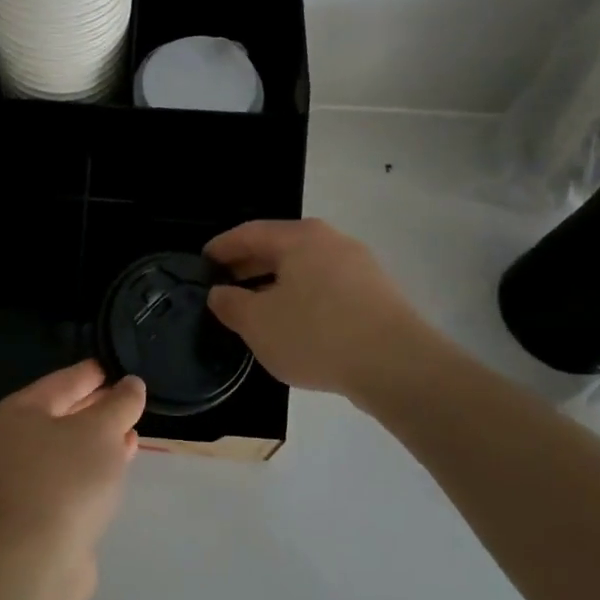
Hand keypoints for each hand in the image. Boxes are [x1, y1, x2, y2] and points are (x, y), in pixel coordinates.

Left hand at [0, 361, 145, 580]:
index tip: (120, 367)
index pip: (63, 380)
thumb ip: (120, 403)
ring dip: (100, 438)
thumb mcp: (101, 430)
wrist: (36, 560)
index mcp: (18, 411)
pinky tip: (120, 462)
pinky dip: (94, 464)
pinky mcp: (36, 508)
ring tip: (132, 430)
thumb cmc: (66, 480)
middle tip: (132, 399)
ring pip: (68, 446)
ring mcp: (21, 477)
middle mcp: (12, 440)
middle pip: (63, 412)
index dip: (94, 373)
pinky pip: (70, 473)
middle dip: (98, 406)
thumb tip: (131, 384)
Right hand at [205, 218, 434, 398]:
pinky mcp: (377, 295)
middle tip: (224, 285)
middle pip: (280, 248)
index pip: (249, 233)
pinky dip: (302, 298)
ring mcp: (359, 267)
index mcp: (300, 238)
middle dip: (249, 266)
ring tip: (255, 309)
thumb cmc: (316, 334)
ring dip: (276, 284)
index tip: (202, 262)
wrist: (397, 366)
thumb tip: (219, 293)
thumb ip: (231, 304)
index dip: (221, 247)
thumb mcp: (258, 323)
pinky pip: (327, 288)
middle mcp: (332, 241)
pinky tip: (294, 325)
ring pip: (305, 269)